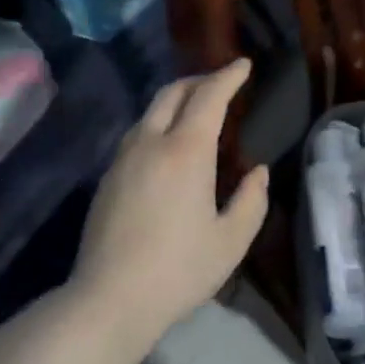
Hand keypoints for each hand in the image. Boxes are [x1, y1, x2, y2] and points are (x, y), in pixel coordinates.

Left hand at [72, 59, 268, 344]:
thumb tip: (257, 171)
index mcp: (186, 152)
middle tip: (221, 82)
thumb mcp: (231, 240)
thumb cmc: (179, 270)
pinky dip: (157, 124)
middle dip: (199, 80)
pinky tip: (167, 146)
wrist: (110, 298)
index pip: (208, 97)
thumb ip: (251, 200)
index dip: (228, 77)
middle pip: (172, 93)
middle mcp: (150, 143)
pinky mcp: (107, 178)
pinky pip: (136, 135)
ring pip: (149, 112)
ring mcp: (122, 159)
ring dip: (175, 101)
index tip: (243, 65)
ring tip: (195, 110)